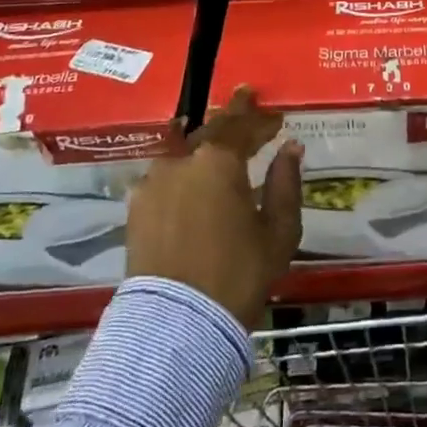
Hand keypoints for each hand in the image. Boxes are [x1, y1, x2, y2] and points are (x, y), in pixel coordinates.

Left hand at [126, 86, 302, 327]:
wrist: (177, 324)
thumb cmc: (238, 274)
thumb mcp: (279, 231)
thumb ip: (285, 183)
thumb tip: (291, 148)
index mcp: (219, 161)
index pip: (243, 126)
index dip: (262, 120)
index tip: (276, 117)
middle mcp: (182, 161)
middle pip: (210, 129)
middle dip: (231, 116)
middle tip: (245, 101)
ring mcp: (153, 182)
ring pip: (183, 149)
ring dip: (203, 141)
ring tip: (216, 137)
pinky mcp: (136, 208)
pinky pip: (163, 174)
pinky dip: (181, 167)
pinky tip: (187, 172)